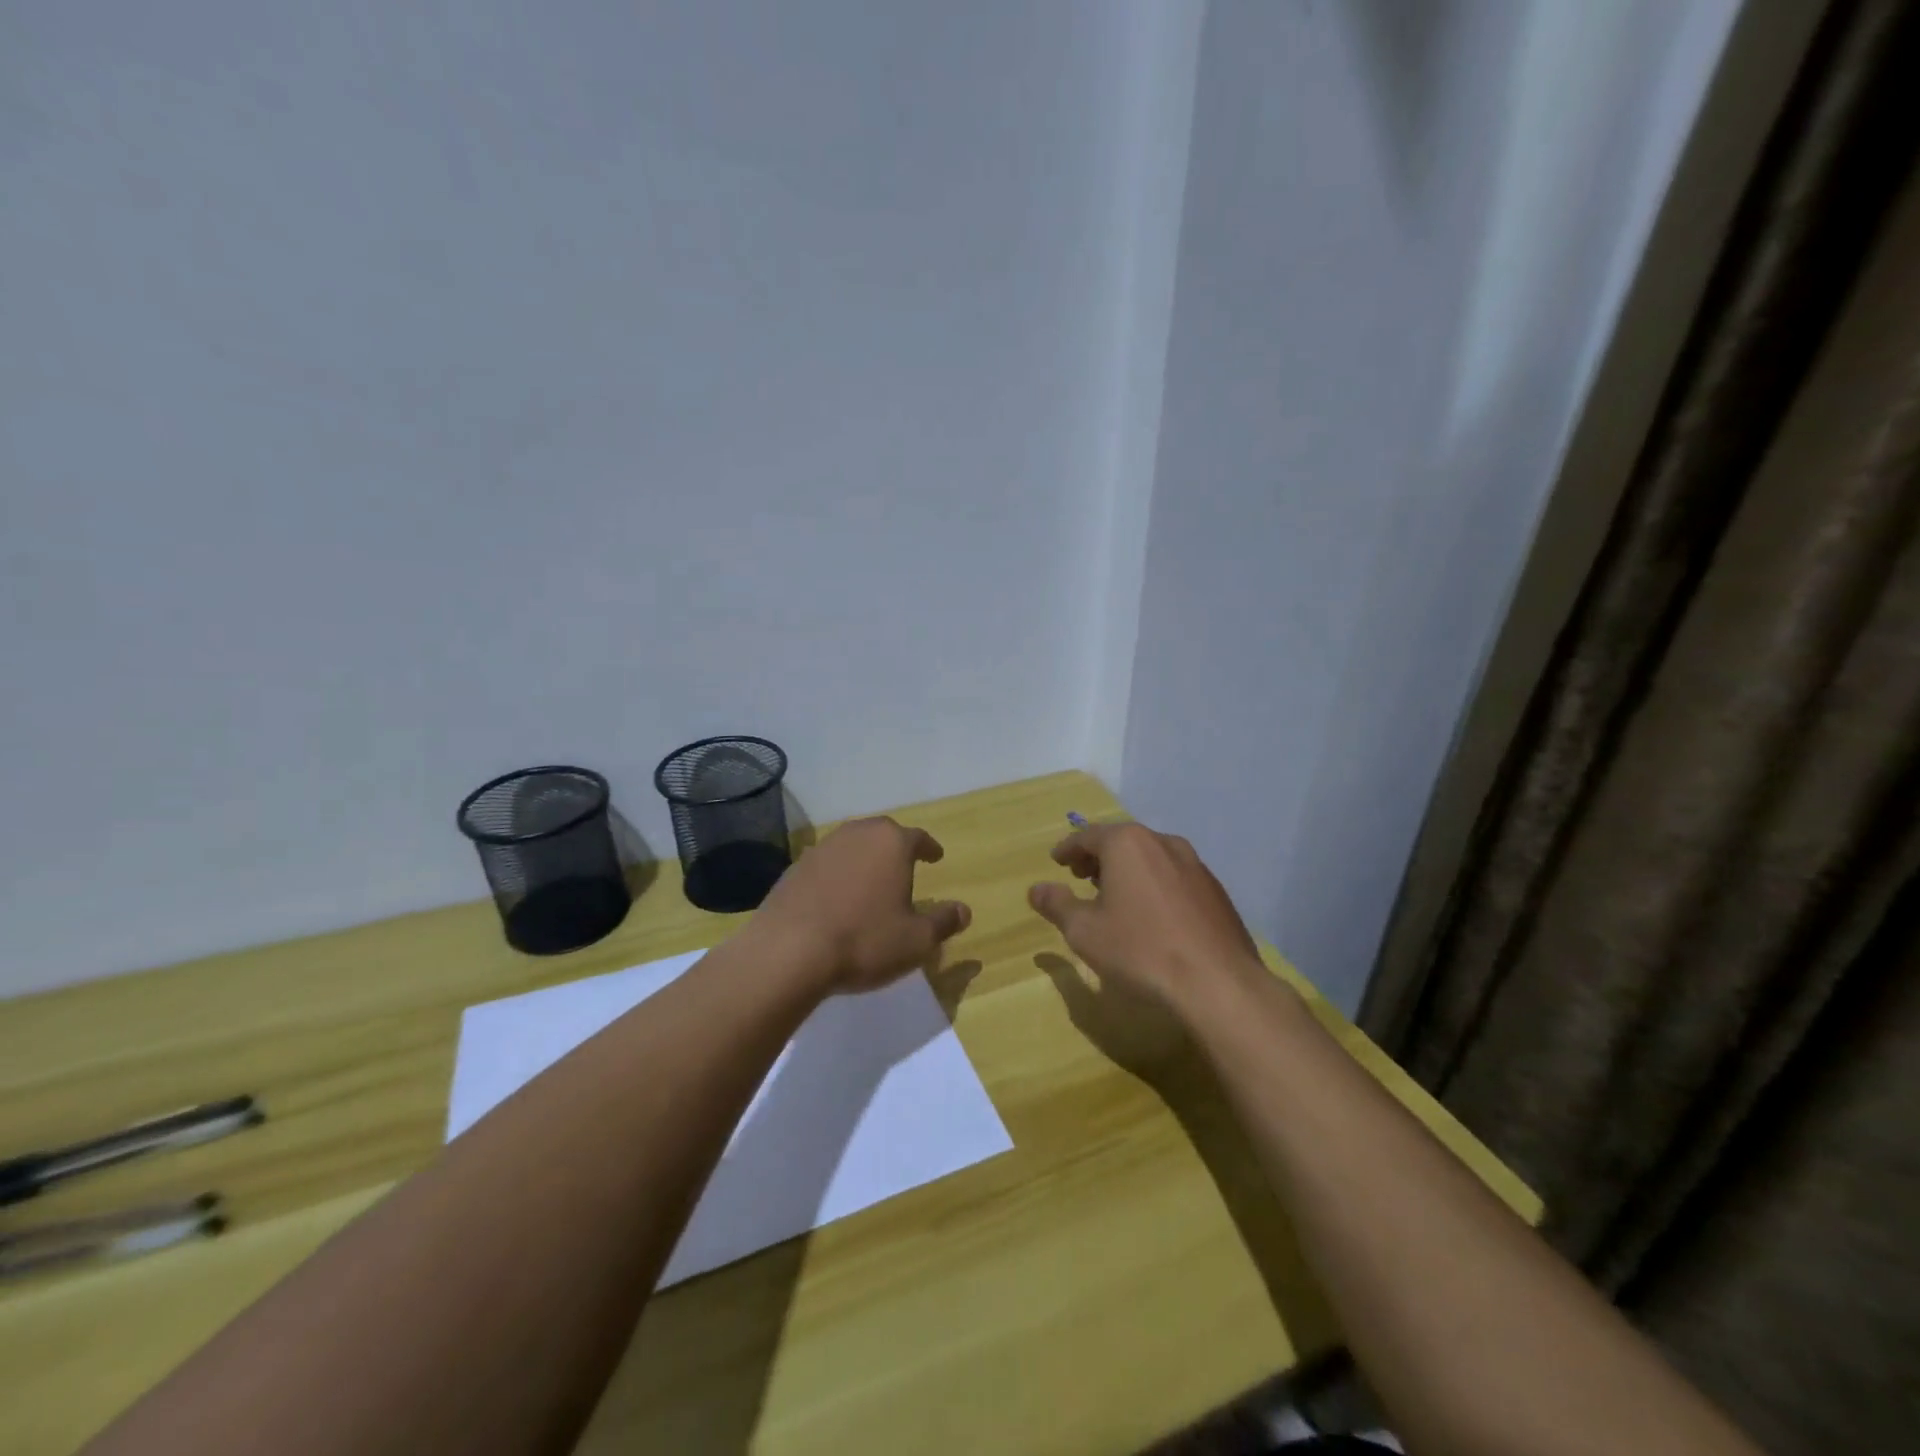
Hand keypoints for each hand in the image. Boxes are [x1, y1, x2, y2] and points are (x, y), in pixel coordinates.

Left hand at [750, 817, 971, 994]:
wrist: (788, 951)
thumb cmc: (864, 940)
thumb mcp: (917, 940)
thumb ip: (943, 922)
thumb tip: (964, 910)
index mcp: (891, 843)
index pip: (918, 838)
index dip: (929, 848)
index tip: (936, 857)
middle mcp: (856, 834)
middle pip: (882, 834)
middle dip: (895, 848)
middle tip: (905, 864)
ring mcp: (821, 848)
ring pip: (852, 846)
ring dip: (864, 859)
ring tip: (871, 881)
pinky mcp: (794, 868)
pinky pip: (826, 865)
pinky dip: (838, 876)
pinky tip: (838, 898)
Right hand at [1028, 822, 1260, 1009]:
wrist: (1218, 983)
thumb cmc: (1140, 950)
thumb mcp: (1084, 931)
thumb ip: (1057, 905)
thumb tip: (1036, 889)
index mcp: (1127, 843)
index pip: (1087, 836)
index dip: (1068, 849)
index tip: (1057, 861)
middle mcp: (1162, 842)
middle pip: (1122, 841)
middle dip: (1098, 857)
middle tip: (1081, 876)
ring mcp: (1194, 864)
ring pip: (1151, 856)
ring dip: (1128, 870)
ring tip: (1115, 895)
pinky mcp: (1215, 890)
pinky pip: (1174, 876)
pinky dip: (1155, 884)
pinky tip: (1152, 914)